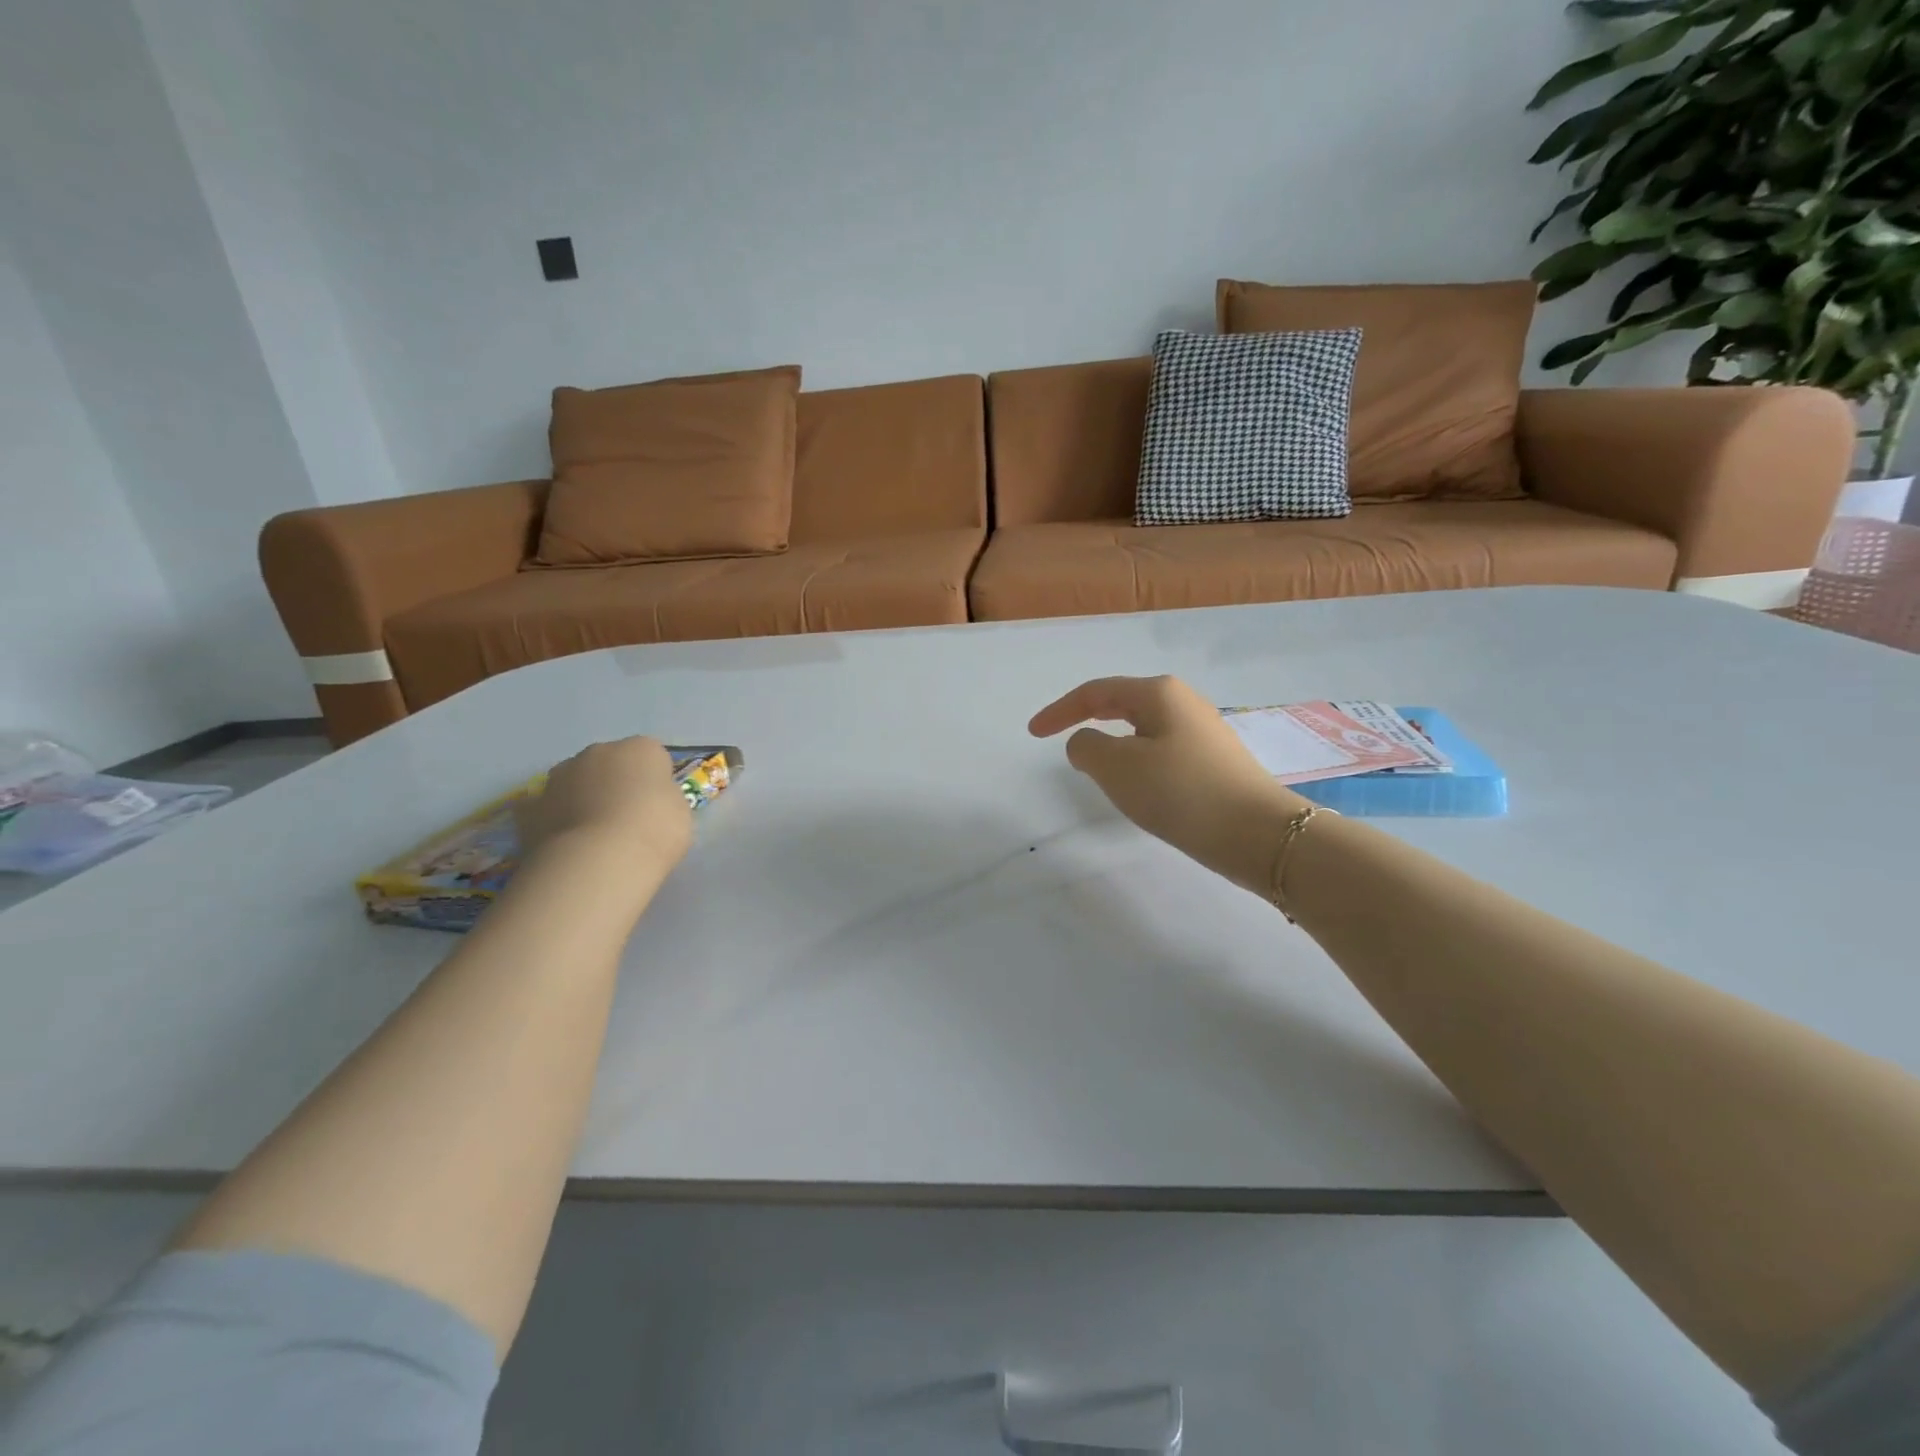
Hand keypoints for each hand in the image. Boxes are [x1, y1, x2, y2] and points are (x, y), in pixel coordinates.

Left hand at [516, 738, 693, 883]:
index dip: (655, 781)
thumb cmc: (655, 830)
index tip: (658, 806)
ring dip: (583, 798)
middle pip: (610, 763)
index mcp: (640, 749)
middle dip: (616, 784)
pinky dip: (553, 818)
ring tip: (595, 835)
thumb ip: (662, 798)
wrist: (601, 860)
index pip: (652, 756)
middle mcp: (598, 752)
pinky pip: (546, 808)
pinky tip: (563, 841)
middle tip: (627, 819)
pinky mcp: (531, 806)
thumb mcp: (680, 812)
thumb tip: (647, 802)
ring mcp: (559, 777)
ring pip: (576, 782)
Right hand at [1029, 676, 1305, 893]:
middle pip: (1122, 703)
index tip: (1033, 733)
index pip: (1095, 692)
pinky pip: (1161, 750)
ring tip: (1096, 767)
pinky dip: (1137, 760)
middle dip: (1088, 719)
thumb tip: (1086, 742)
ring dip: (1113, 742)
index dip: (1060, 710)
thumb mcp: (1117, 768)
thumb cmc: (1181, 791)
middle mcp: (1183, 702)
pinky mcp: (1214, 761)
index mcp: (1158, 693)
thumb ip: (1086, 747)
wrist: (1258, 834)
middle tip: (1060, 740)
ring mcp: (1203, 731)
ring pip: (1143, 729)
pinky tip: (1139, 784)